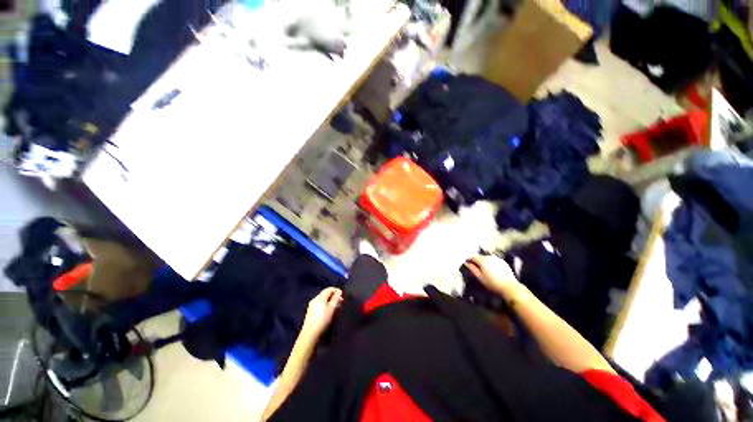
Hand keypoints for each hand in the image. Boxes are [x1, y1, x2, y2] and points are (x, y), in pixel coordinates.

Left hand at [301, 287, 342, 338]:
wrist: (310, 333)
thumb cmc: (322, 320)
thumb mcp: (332, 309)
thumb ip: (336, 299)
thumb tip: (339, 291)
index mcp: (320, 297)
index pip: (329, 289)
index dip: (336, 290)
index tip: (343, 295)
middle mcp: (315, 299)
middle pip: (326, 294)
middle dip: (334, 296)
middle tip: (341, 301)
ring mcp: (312, 305)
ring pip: (323, 299)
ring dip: (330, 301)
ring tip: (337, 307)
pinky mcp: (311, 311)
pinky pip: (320, 304)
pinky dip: (326, 304)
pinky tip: (329, 311)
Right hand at [464, 255, 519, 297]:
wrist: (509, 286)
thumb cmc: (493, 283)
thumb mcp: (480, 277)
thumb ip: (472, 269)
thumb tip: (466, 263)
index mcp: (483, 260)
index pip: (473, 257)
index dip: (470, 261)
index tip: (469, 265)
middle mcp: (489, 257)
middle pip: (480, 257)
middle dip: (477, 261)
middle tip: (477, 269)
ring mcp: (497, 259)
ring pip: (487, 258)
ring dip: (484, 262)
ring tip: (485, 270)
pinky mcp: (503, 262)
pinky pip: (494, 260)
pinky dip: (491, 263)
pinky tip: (493, 270)